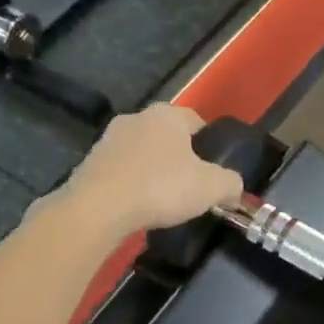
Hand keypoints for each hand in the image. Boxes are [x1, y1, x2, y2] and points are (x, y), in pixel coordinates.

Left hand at [56, 105, 244, 236]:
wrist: (97, 208)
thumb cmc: (161, 187)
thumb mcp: (212, 187)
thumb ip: (231, 183)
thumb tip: (234, 188)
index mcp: (167, 114)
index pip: (197, 121)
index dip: (209, 145)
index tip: (213, 170)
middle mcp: (136, 117)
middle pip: (167, 136)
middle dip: (179, 157)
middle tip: (191, 186)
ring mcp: (108, 139)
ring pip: (142, 153)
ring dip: (153, 170)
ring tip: (163, 200)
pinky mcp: (88, 162)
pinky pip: (121, 171)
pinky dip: (131, 184)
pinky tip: (137, 206)